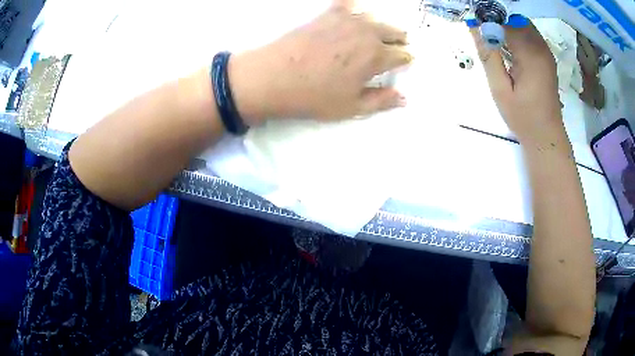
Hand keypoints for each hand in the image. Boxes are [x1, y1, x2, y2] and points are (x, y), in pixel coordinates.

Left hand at [229, 0, 411, 123]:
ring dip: (381, 25)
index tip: (405, 61)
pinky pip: (346, 3)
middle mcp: (367, 33)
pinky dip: (351, 6)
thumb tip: (404, 98)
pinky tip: (351, 10)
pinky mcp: (327, 14)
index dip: (406, 59)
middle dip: (399, 39)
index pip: (402, 54)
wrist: (274, 77)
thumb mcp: (351, 107)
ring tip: (377, 32)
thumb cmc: (315, 96)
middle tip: (397, 45)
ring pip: (374, 17)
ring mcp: (346, 20)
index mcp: (377, 57)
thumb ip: (381, 101)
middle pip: (394, 31)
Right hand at [471, 22, 565, 147]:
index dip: (488, 19)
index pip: (505, 21)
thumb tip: (474, 27)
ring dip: (507, 27)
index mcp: (530, 54)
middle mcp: (541, 47)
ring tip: (495, 42)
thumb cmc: (523, 117)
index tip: (475, 25)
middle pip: (515, 19)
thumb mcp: (500, 89)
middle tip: (485, 35)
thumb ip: (488, 55)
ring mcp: (546, 52)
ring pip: (522, 24)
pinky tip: (510, 49)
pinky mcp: (547, 57)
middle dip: (497, 21)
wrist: (546, 136)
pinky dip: (517, 34)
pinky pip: (530, 35)